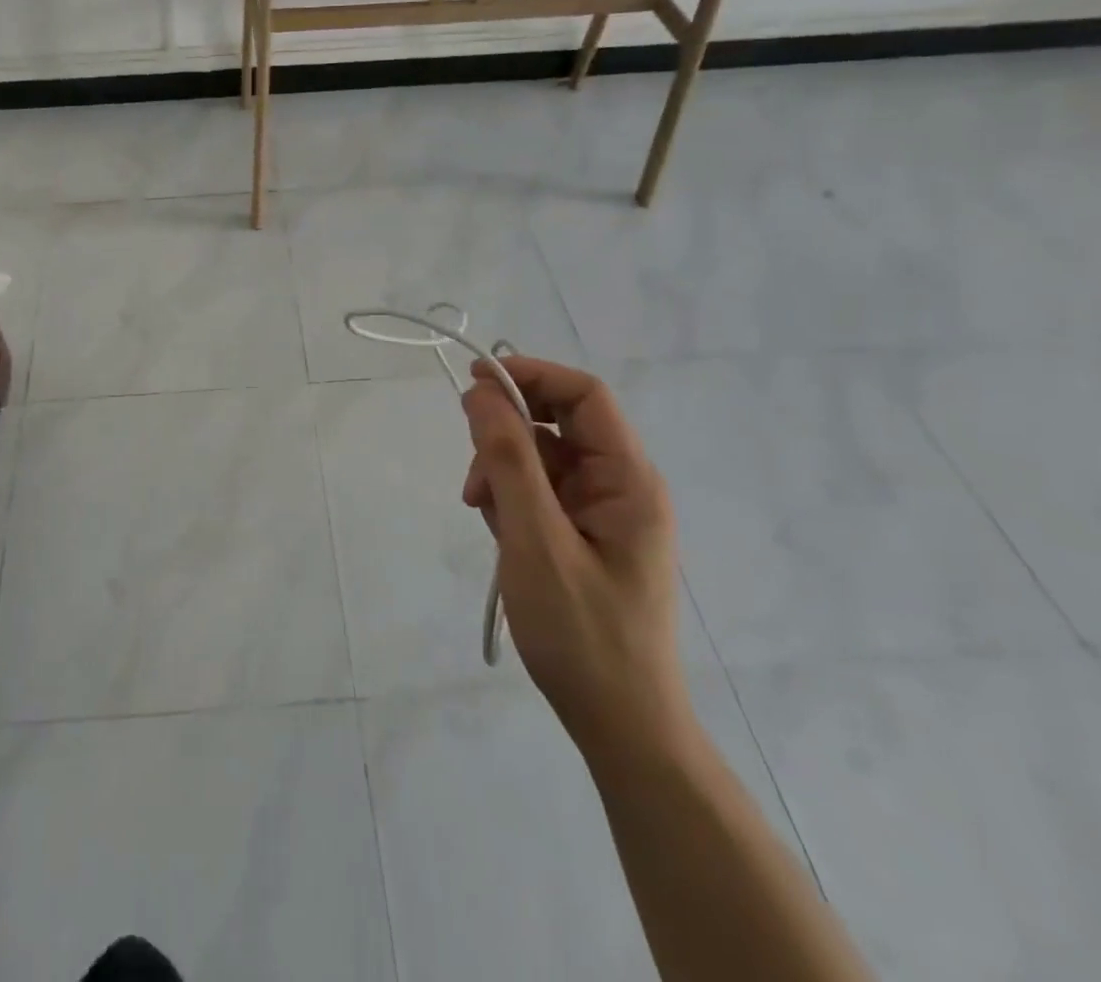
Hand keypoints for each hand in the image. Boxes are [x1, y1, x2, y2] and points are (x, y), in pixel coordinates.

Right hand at [461, 357, 692, 759]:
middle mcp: (620, 485)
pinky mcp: (582, 534)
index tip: (473, 382)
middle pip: (557, 423)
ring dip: (502, 471)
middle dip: (507, 434)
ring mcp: (601, 511)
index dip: (530, 375)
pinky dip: (510, 498)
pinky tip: (498, 532)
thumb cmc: (582, 634)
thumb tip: (481, 391)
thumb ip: (508, 459)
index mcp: (628, 479)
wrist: (620, 725)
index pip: (584, 394)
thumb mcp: (535, 540)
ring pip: (540, 457)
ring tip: (483, 513)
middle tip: (474, 475)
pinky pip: (539, 491)